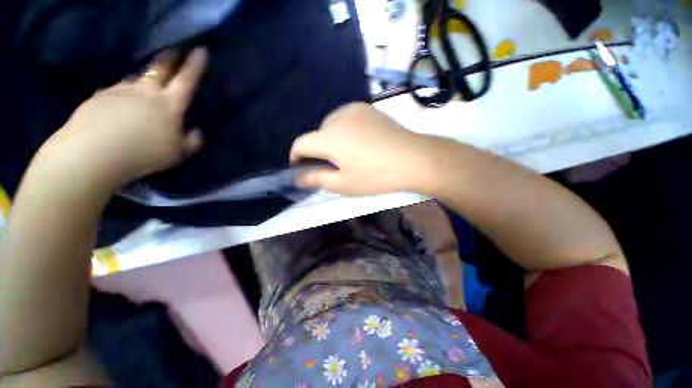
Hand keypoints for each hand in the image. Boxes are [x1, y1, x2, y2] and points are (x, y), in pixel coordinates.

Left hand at [37, 49, 207, 186]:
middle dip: (169, 59)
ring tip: (143, 88)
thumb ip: (192, 141)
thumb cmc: (143, 153)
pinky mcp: (100, 96)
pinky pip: (116, 91)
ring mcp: (120, 90)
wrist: (93, 152)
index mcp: (168, 104)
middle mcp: (145, 91)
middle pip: (160, 69)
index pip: (186, 80)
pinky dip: (122, 95)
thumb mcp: (178, 154)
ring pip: (136, 80)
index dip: (195, 65)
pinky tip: (119, 107)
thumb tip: (197, 132)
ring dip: (143, 81)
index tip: (200, 50)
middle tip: (173, 51)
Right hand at [290, 103, 441, 195]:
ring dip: (332, 140)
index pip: (301, 143)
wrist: (414, 159)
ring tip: (349, 155)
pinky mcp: (368, 108)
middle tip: (334, 166)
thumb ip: (317, 179)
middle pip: (317, 134)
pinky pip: (347, 119)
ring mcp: (354, 109)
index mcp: (330, 137)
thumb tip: (297, 177)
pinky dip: (346, 130)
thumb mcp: (344, 184)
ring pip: (331, 125)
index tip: (302, 168)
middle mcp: (338, 117)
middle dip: (319, 151)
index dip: (296, 157)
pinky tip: (361, 142)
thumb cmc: (376, 175)